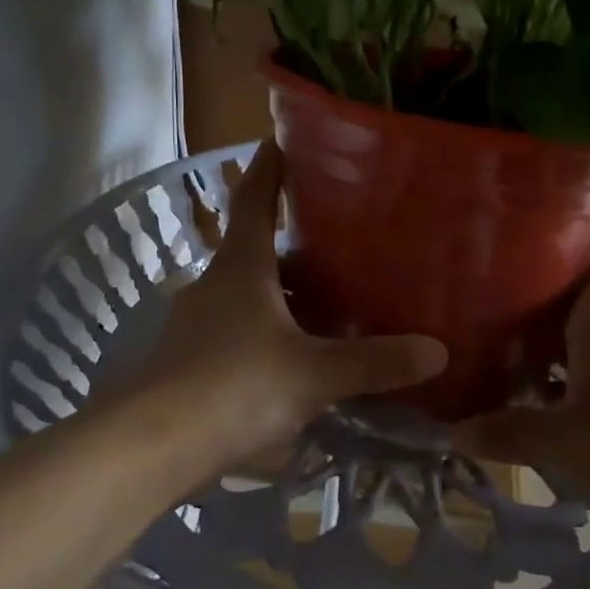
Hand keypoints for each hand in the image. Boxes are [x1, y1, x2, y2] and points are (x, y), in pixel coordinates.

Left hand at [134, 145, 446, 479]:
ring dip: (277, 288)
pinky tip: (290, 352)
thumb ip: (374, 362)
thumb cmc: (235, 387)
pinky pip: (235, 330)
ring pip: (244, 292)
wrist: (152, 447)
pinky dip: (264, 329)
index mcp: (241, 268)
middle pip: (251, 247)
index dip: (267, 170)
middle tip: (333, 232)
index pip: (253, 201)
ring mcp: (195, 324)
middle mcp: (213, 285)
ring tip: (321, 294)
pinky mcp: (189, 361)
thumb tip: (438, 350)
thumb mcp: (313, 374)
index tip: (279, 141)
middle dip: (286, 237)